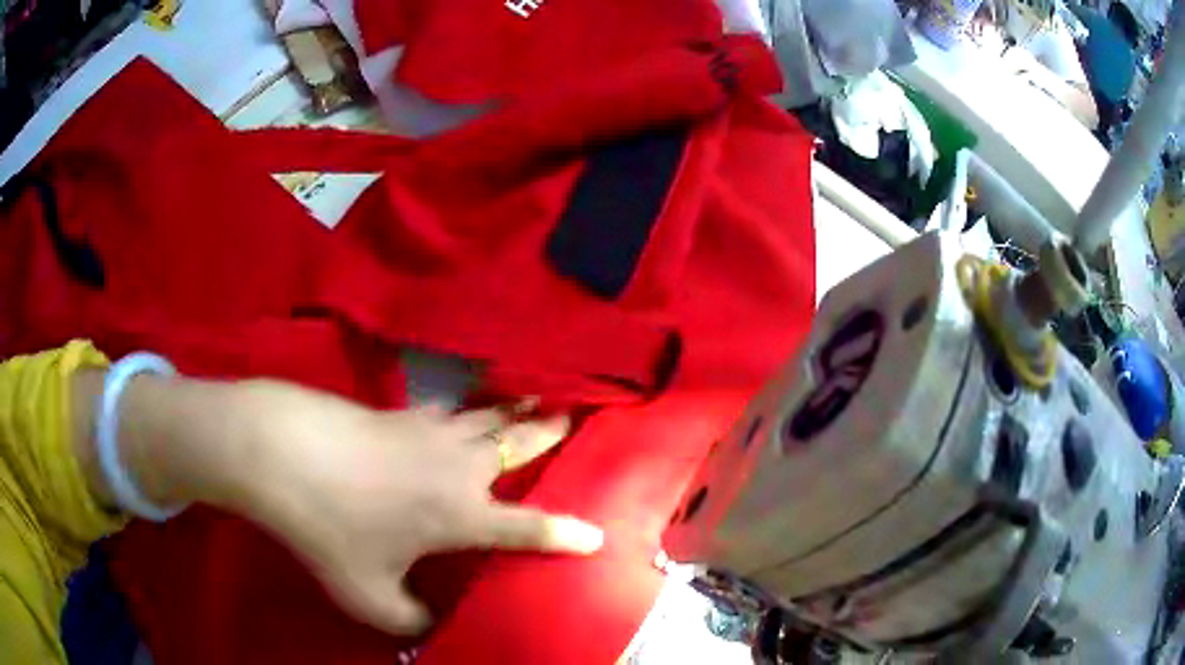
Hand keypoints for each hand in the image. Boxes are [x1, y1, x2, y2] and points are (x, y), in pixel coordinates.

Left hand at [227, 382, 602, 634]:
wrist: (284, 453)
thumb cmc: (331, 529)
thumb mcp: (368, 595)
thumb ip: (407, 618)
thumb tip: (427, 624)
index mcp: (461, 514)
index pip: (528, 528)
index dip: (566, 535)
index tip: (597, 537)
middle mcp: (458, 466)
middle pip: (517, 442)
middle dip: (550, 431)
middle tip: (573, 415)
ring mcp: (428, 431)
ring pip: (486, 415)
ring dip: (514, 409)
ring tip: (535, 399)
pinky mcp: (399, 412)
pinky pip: (448, 410)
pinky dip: (468, 408)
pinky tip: (460, 411)